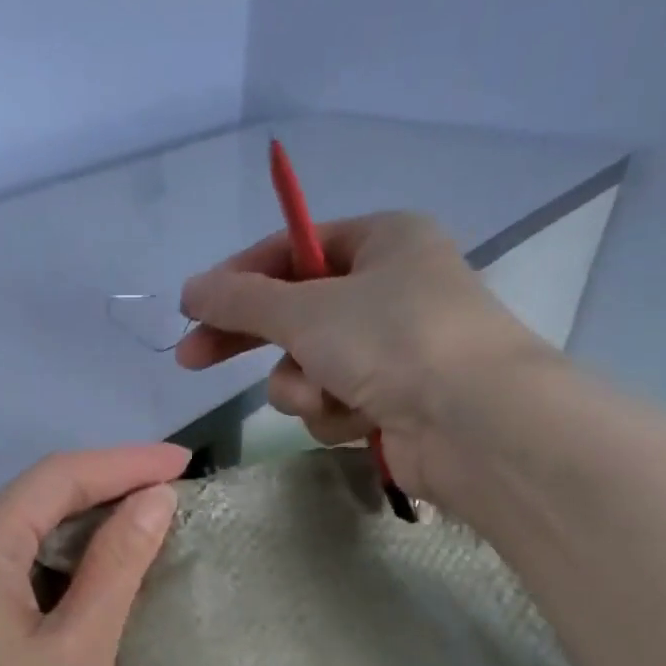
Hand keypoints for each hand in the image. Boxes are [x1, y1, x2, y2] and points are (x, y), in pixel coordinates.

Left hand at [0, 445, 187, 665]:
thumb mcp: (79, 650)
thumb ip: (117, 565)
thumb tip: (154, 499)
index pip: (57, 478)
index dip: (125, 464)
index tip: (187, 463)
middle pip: (35, 498)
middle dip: (105, 488)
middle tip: (173, 494)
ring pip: (22, 534)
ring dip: (83, 526)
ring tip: (146, 527)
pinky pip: (9, 570)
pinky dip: (58, 563)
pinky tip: (95, 576)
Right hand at [175, 211, 547, 506]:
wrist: (474, 424)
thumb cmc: (393, 340)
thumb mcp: (306, 310)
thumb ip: (241, 300)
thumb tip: (190, 290)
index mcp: (383, 241)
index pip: (293, 249)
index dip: (239, 276)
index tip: (193, 306)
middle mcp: (390, 289)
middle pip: (294, 310)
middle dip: (249, 339)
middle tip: (192, 358)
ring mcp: (392, 349)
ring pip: (309, 366)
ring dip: (303, 386)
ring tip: (325, 396)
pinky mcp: (392, 400)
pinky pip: (334, 402)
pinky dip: (334, 413)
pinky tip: (358, 420)